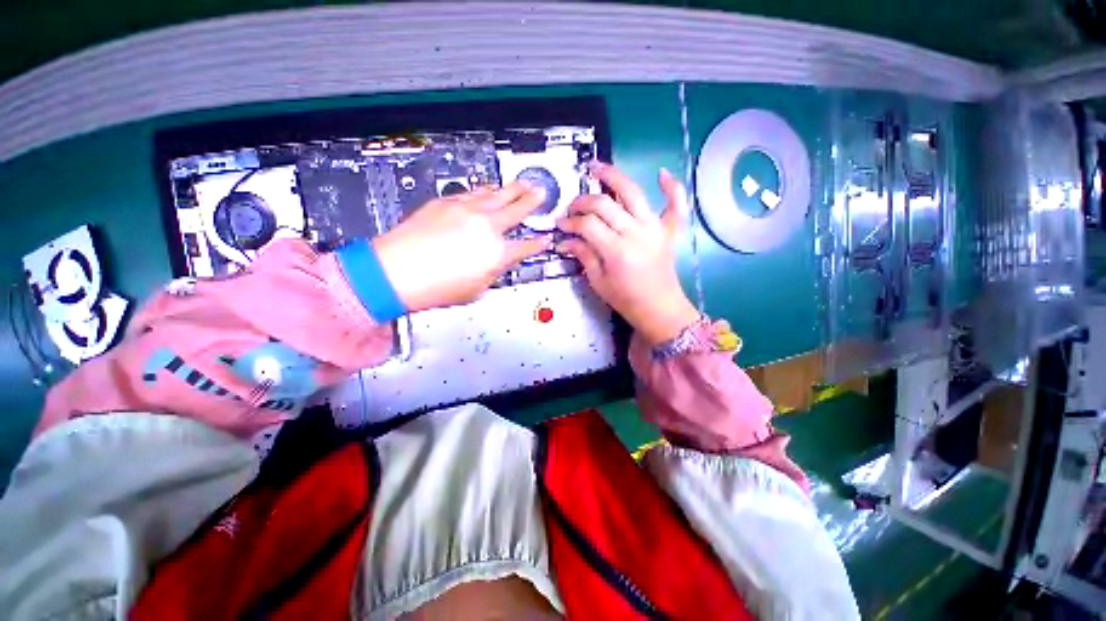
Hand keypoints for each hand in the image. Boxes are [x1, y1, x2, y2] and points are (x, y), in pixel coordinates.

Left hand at [373, 182, 550, 311]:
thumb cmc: (435, 287)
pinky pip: (474, 191)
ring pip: (497, 194)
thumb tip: (501, 260)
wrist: (395, 271)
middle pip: (517, 209)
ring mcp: (467, 211)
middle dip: (532, 200)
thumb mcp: (477, 289)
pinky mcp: (448, 202)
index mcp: (497, 254)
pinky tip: (491, 188)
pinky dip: (486, 190)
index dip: (538, 243)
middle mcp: (486, 228)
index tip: (545, 238)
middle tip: (541, 192)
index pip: (526, 247)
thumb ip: (494, 271)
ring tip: (522, 184)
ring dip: (513, 188)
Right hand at [557, 163, 700, 345]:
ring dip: (614, 176)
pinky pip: (676, 204)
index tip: (561, 224)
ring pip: (633, 192)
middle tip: (573, 207)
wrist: (659, 309)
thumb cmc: (626, 300)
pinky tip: (662, 173)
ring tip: (597, 168)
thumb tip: (565, 240)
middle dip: (583, 201)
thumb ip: (583, 255)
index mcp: (617, 251)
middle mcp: (637, 233)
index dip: (571, 221)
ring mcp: (655, 228)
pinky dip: (672, 187)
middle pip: (605, 204)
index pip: (588, 224)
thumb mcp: (598, 282)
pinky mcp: (669, 230)